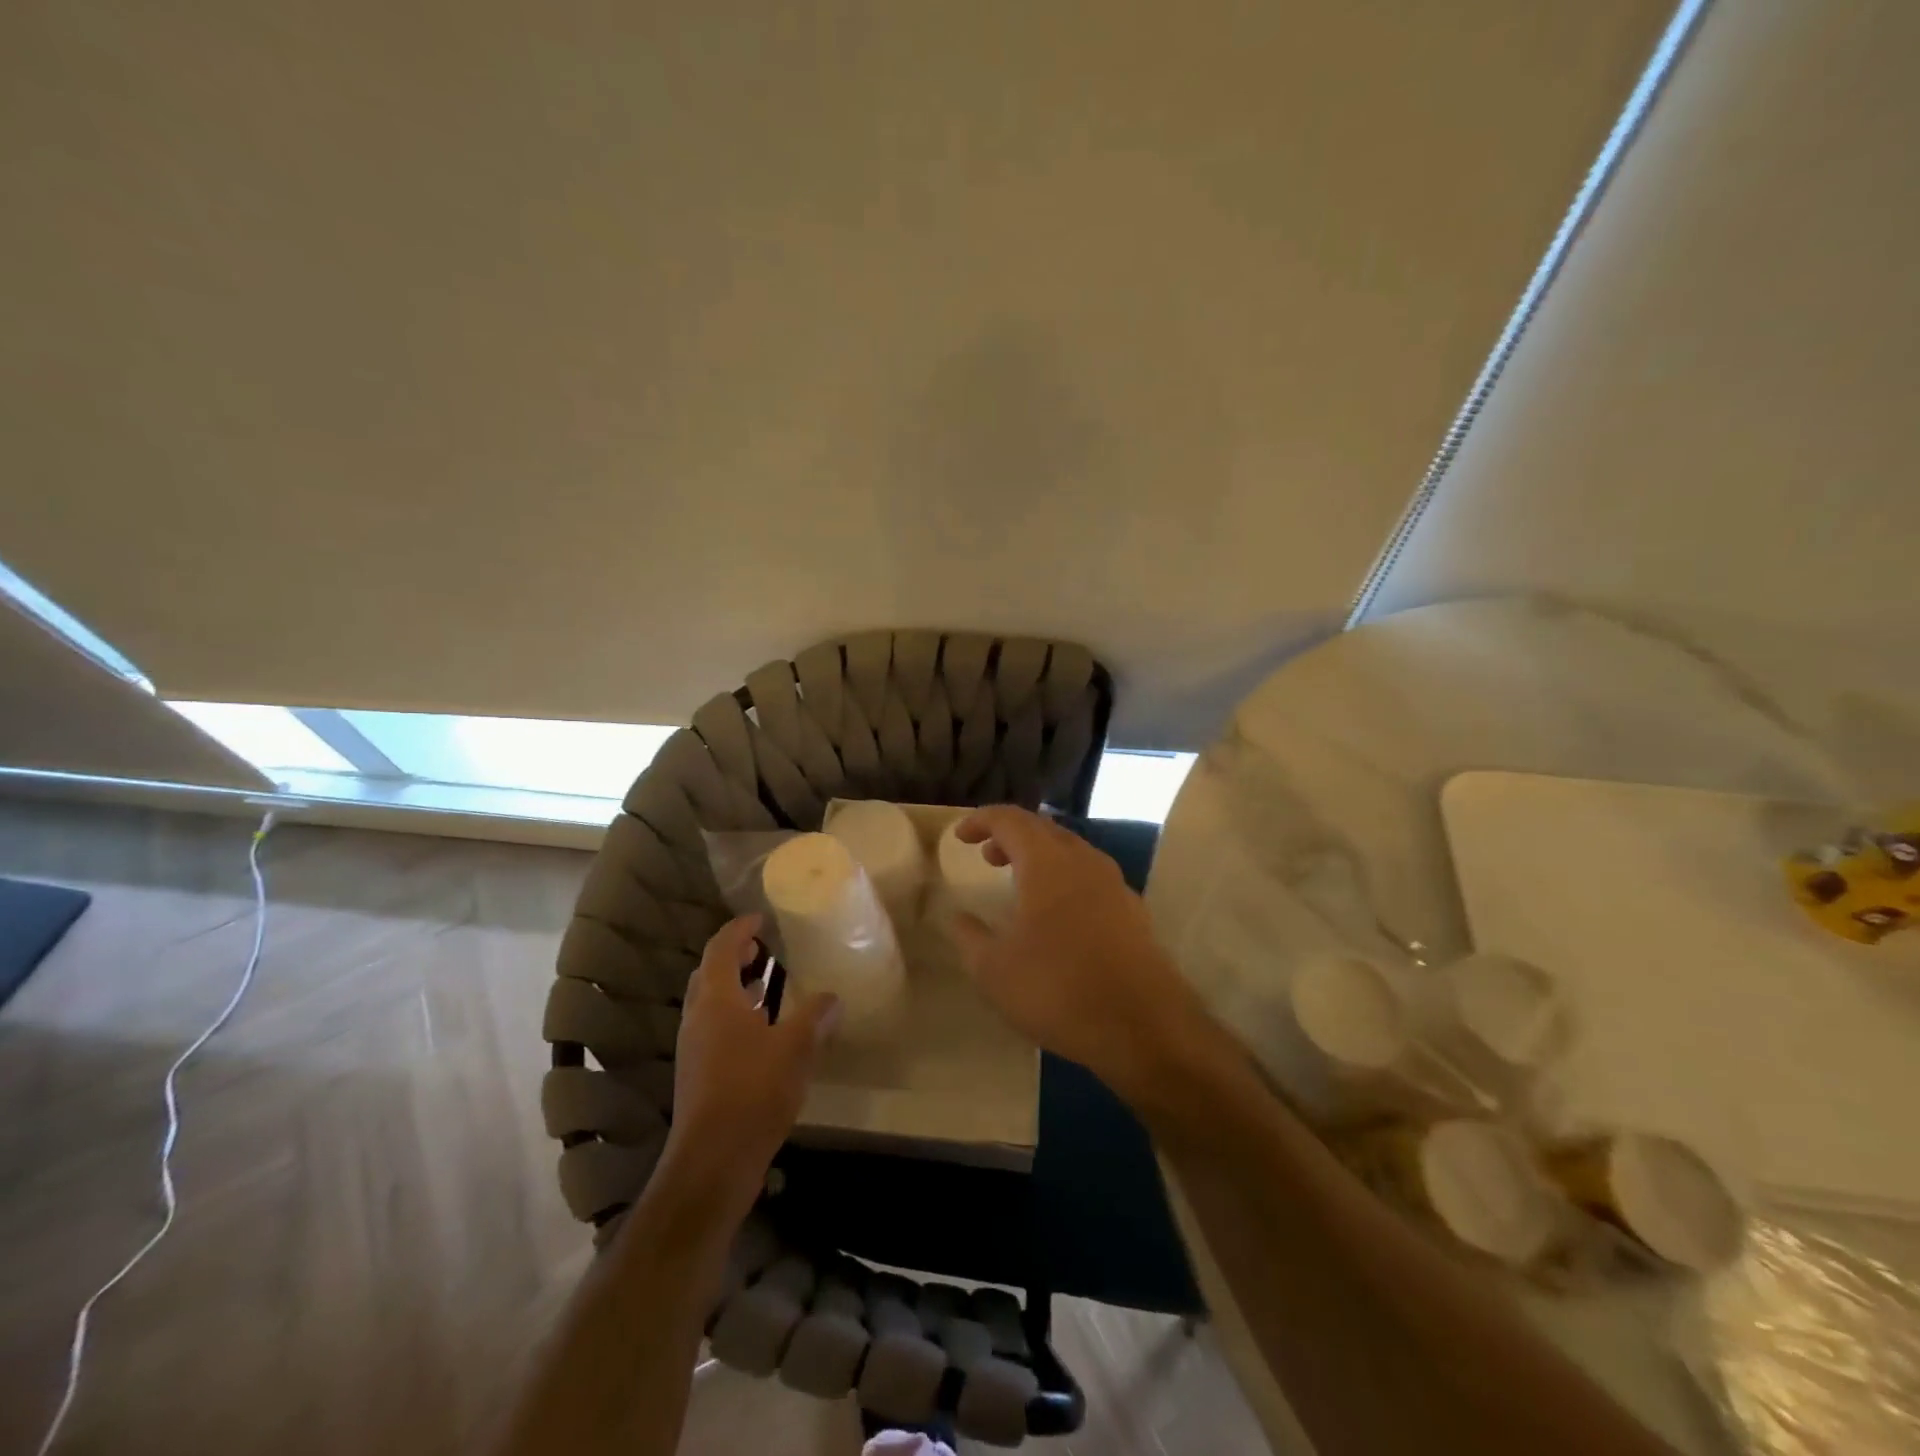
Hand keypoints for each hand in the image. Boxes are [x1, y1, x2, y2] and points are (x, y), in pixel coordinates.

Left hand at [660, 915, 840, 1209]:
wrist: (713, 1161)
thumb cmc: (753, 1091)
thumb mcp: (795, 1048)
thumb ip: (814, 1017)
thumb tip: (833, 997)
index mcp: (716, 1000)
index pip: (720, 948)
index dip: (739, 929)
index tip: (761, 918)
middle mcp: (698, 1018)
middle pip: (709, 973)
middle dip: (734, 956)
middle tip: (764, 948)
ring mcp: (694, 1048)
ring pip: (711, 1003)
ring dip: (736, 987)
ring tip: (768, 983)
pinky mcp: (698, 1074)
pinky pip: (715, 1028)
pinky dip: (736, 1015)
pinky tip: (764, 1032)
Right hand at [949, 807, 1218, 1104]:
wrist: (1144, 1027)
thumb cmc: (1058, 989)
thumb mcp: (995, 970)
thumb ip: (970, 937)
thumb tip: (958, 918)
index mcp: (1047, 863)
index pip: (1011, 820)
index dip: (982, 820)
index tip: (960, 836)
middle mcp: (1084, 861)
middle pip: (1044, 830)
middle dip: (1012, 836)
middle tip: (987, 855)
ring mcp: (1115, 885)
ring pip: (1071, 852)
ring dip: (1040, 857)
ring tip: (1018, 883)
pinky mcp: (1133, 912)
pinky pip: (1090, 878)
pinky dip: (1064, 879)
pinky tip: (1057, 915)